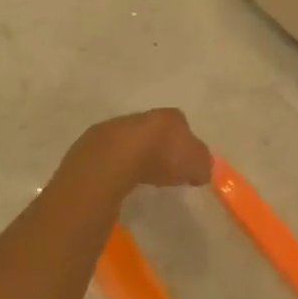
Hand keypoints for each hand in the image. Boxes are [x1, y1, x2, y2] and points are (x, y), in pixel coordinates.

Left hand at [56, 109, 210, 199]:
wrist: (116, 157)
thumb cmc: (163, 156)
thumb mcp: (197, 164)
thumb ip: (203, 164)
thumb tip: (201, 169)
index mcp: (169, 117)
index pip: (180, 124)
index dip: (185, 142)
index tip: (186, 162)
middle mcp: (142, 116)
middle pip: (153, 131)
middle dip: (158, 147)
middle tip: (164, 170)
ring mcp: (116, 128)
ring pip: (130, 141)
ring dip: (136, 156)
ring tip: (142, 178)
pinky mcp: (95, 145)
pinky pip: (112, 156)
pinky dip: (118, 166)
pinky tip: (121, 182)